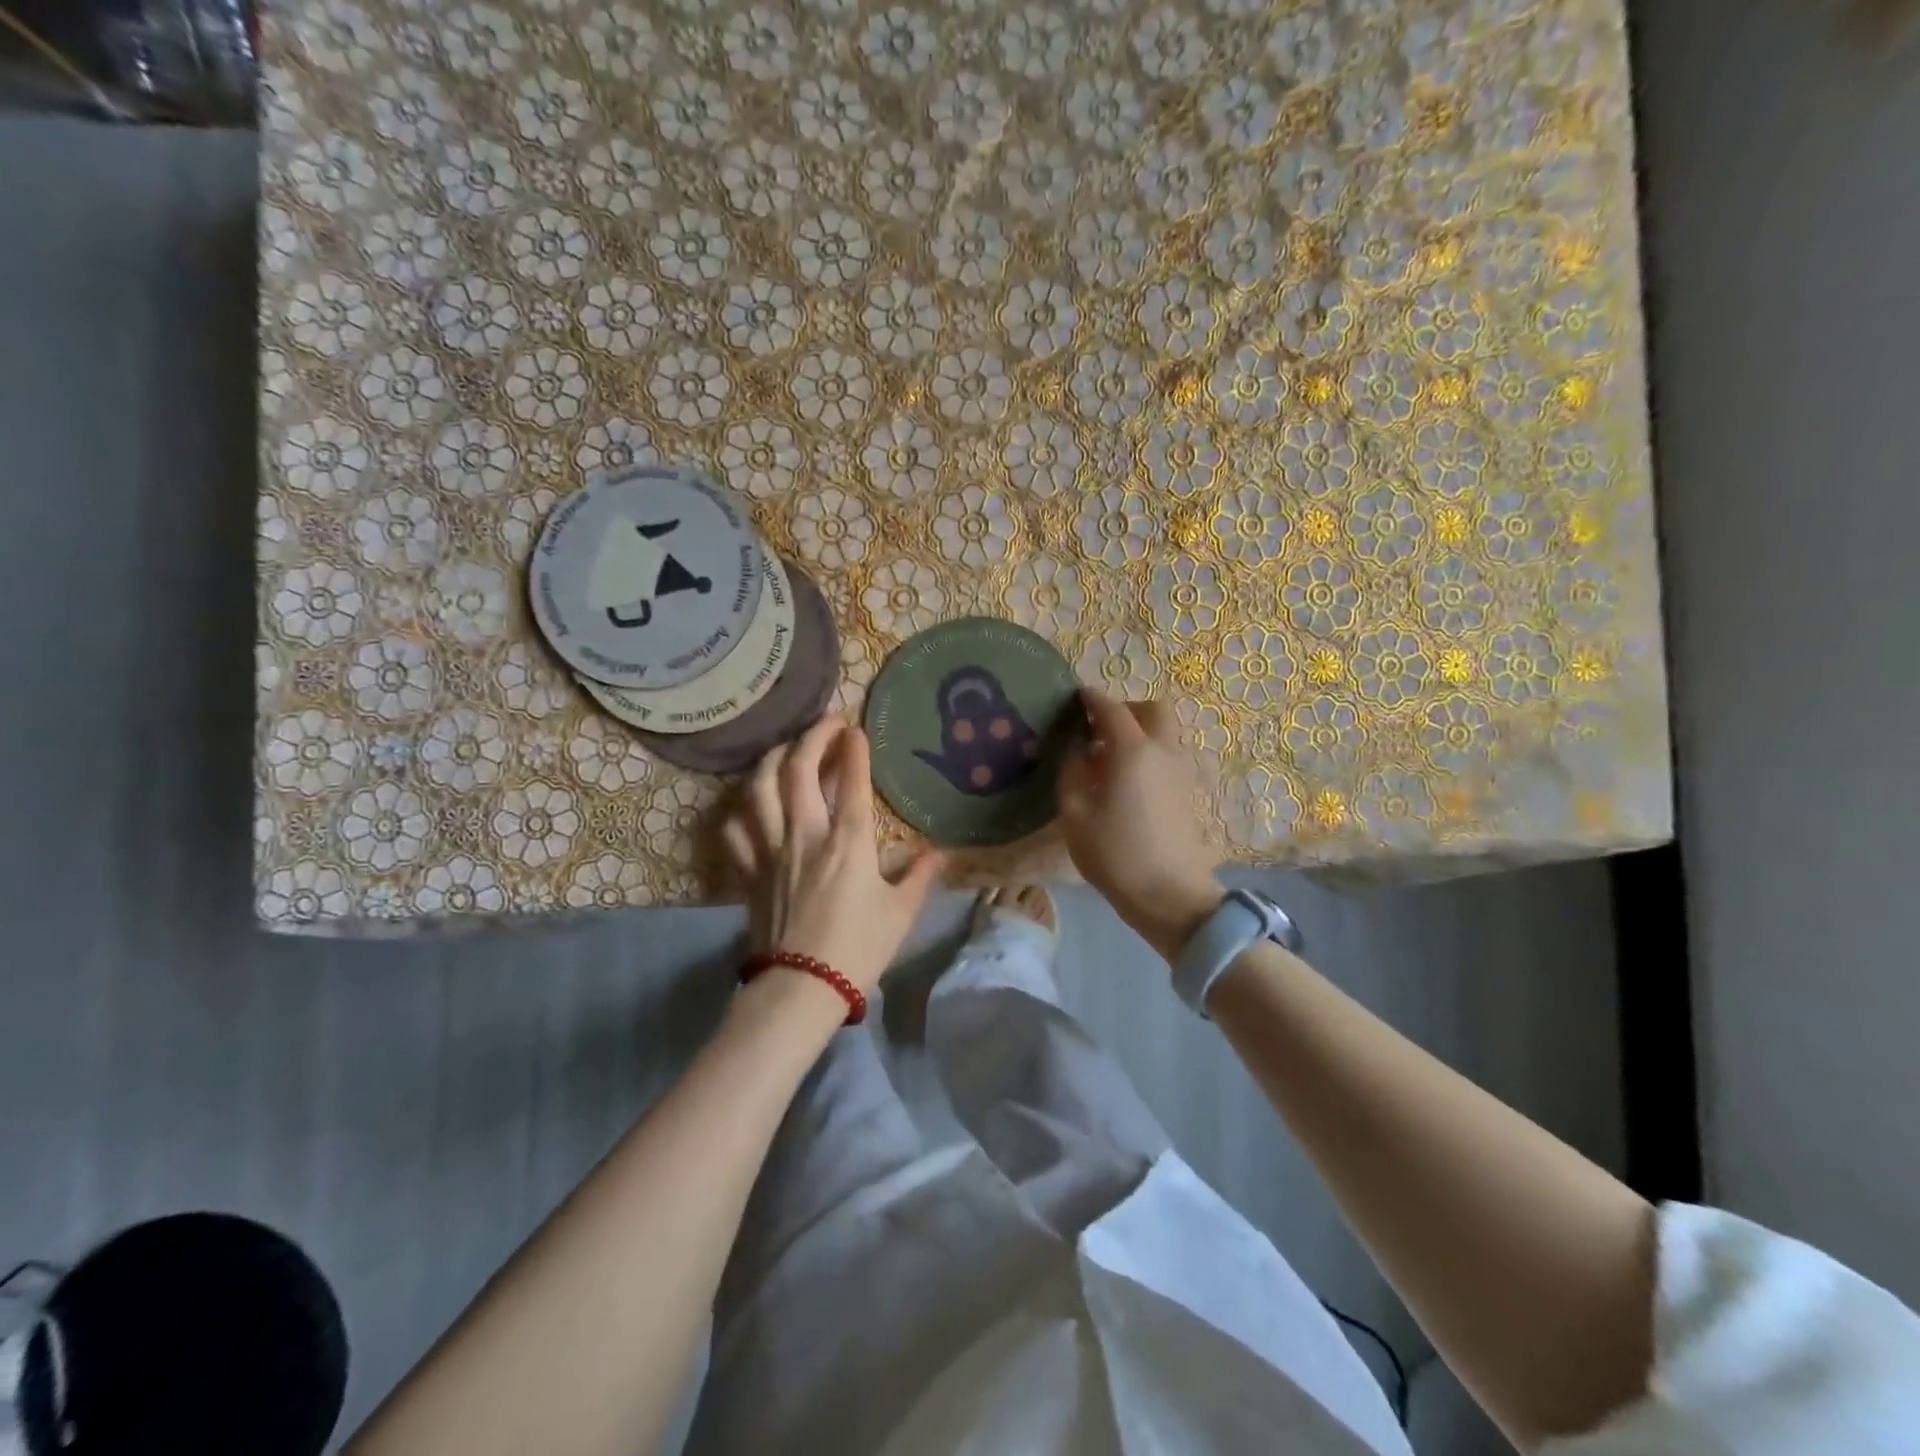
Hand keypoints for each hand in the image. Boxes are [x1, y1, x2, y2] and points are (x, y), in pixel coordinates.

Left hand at [721, 716, 944, 994]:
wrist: (801, 989)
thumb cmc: (859, 949)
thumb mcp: (901, 913)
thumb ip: (920, 876)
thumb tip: (939, 853)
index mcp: (849, 843)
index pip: (851, 781)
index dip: (853, 749)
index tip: (856, 729)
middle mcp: (806, 835)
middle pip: (798, 771)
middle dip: (812, 737)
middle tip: (825, 724)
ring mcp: (772, 852)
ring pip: (760, 790)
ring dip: (772, 761)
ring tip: (785, 750)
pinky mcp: (749, 873)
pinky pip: (735, 831)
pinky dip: (740, 811)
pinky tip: (749, 806)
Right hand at [1057, 689, 1223, 960]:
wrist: (1172, 897)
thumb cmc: (1116, 856)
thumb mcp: (1075, 817)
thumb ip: (1071, 775)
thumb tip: (1077, 752)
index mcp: (1132, 751)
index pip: (1111, 709)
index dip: (1091, 699)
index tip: (1076, 697)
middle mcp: (1162, 751)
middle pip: (1152, 710)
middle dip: (1125, 709)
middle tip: (1099, 727)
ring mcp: (1181, 771)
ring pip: (1165, 732)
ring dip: (1140, 731)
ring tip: (1110, 757)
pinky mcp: (1189, 791)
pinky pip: (1169, 755)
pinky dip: (1149, 752)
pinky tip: (1128, 781)